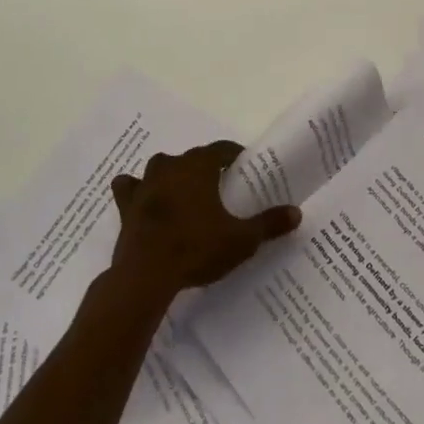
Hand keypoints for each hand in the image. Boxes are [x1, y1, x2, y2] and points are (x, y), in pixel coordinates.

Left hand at [109, 141, 300, 300]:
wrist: (146, 275)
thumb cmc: (197, 248)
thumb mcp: (241, 240)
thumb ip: (268, 224)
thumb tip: (297, 212)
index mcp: (198, 166)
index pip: (221, 149)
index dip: (234, 156)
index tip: (245, 168)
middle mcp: (170, 166)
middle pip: (192, 158)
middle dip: (205, 168)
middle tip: (219, 188)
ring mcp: (145, 184)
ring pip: (160, 168)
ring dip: (171, 175)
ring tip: (184, 194)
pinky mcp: (126, 205)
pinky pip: (130, 188)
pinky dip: (136, 190)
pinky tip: (143, 199)